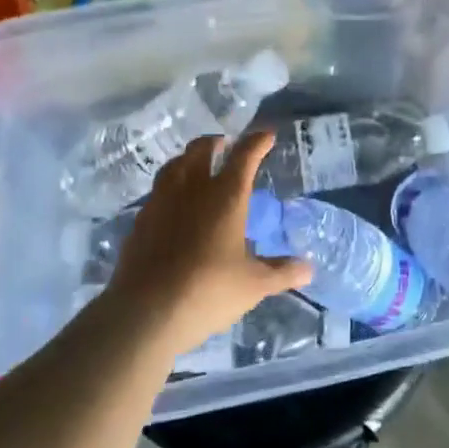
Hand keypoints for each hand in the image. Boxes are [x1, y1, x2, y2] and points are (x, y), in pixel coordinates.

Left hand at [105, 131, 311, 357]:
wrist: (146, 312)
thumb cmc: (209, 290)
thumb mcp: (253, 285)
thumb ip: (281, 272)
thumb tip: (308, 269)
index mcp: (226, 196)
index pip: (244, 156)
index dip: (257, 142)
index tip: (266, 135)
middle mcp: (192, 189)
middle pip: (201, 150)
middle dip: (215, 142)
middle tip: (225, 145)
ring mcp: (161, 202)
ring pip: (174, 166)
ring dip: (188, 159)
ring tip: (195, 165)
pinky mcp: (140, 222)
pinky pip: (156, 192)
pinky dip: (169, 188)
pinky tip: (172, 205)